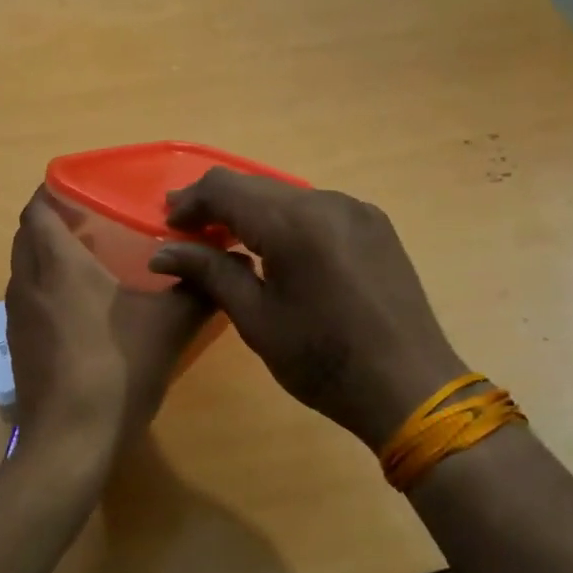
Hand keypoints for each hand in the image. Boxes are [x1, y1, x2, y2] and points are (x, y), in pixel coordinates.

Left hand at [4, 190, 212, 456]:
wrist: (71, 441)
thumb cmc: (118, 369)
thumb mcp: (170, 325)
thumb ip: (200, 287)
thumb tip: (230, 261)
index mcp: (59, 264)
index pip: (38, 209)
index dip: (53, 191)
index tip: (84, 188)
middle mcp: (29, 282)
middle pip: (27, 235)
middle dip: (53, 221)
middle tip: (94, 221)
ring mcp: (18, 317)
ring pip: (24, 267)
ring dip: (47, 255)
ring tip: (90, 260)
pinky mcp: (19, 346)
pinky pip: (28, 298)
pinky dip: (46, 287)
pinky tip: (81, 308)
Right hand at [148, 171, 465, 449]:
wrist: (410, 387)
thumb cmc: (324, 361)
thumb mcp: (257, 320)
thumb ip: (210, 272)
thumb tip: (161, 253)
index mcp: (294, 223)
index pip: (226, 189)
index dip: (190, 202)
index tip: (166, 225)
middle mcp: (327, 201)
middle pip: (256, 186)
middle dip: (217, 204)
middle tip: (186, 231)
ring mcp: (356, 209)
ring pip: (286, 195)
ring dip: (251, 211)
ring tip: (225, 240)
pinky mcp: (374, 225)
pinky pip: (315, 208)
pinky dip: (284, 220)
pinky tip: (274, 248)